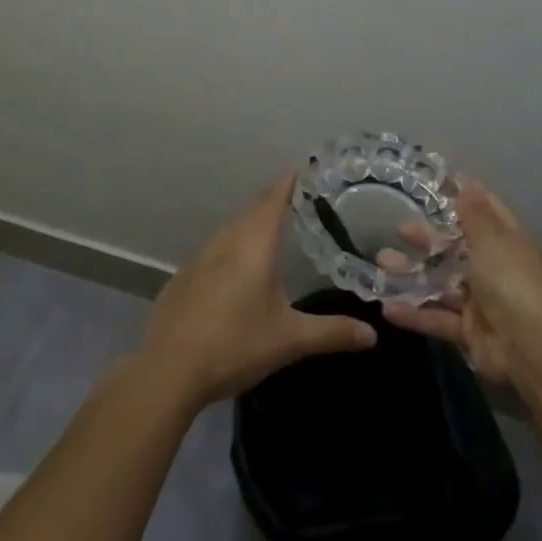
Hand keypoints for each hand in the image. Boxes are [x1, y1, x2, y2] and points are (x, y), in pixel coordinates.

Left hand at [139, 175, 376, 408]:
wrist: (169, 371)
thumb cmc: (236, 345)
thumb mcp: (289, 340)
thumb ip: (331, 333)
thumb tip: (372, 334)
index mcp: (254, 244)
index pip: (274, 199)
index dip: (288, 183)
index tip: (302, 170)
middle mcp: (226, 241)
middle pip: (251, 210)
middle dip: (272, 201)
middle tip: (294, 198)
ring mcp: (199, 258)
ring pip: (230, 229)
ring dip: (249, 223)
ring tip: (268, 229)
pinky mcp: (182, 278)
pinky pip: (212, 251)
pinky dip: (229, 248)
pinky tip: (233, 269)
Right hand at [382, 179, 541, 383]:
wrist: (528, 347)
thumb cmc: (511, 280)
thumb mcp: (492, 240)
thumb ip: (474, 214)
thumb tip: (468, 183)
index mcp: (509, 242)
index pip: (487, 212)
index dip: (466, 197)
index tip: (438, 183)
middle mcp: (497, 268)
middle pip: (457, 248)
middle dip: (428, 238)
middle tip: (400, 228)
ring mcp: (482, 301)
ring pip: (442, 283)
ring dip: (412, 274)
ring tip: (381, 264)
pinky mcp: (469, 331)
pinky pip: (438, 317)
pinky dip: (414, 314)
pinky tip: (387, 308)